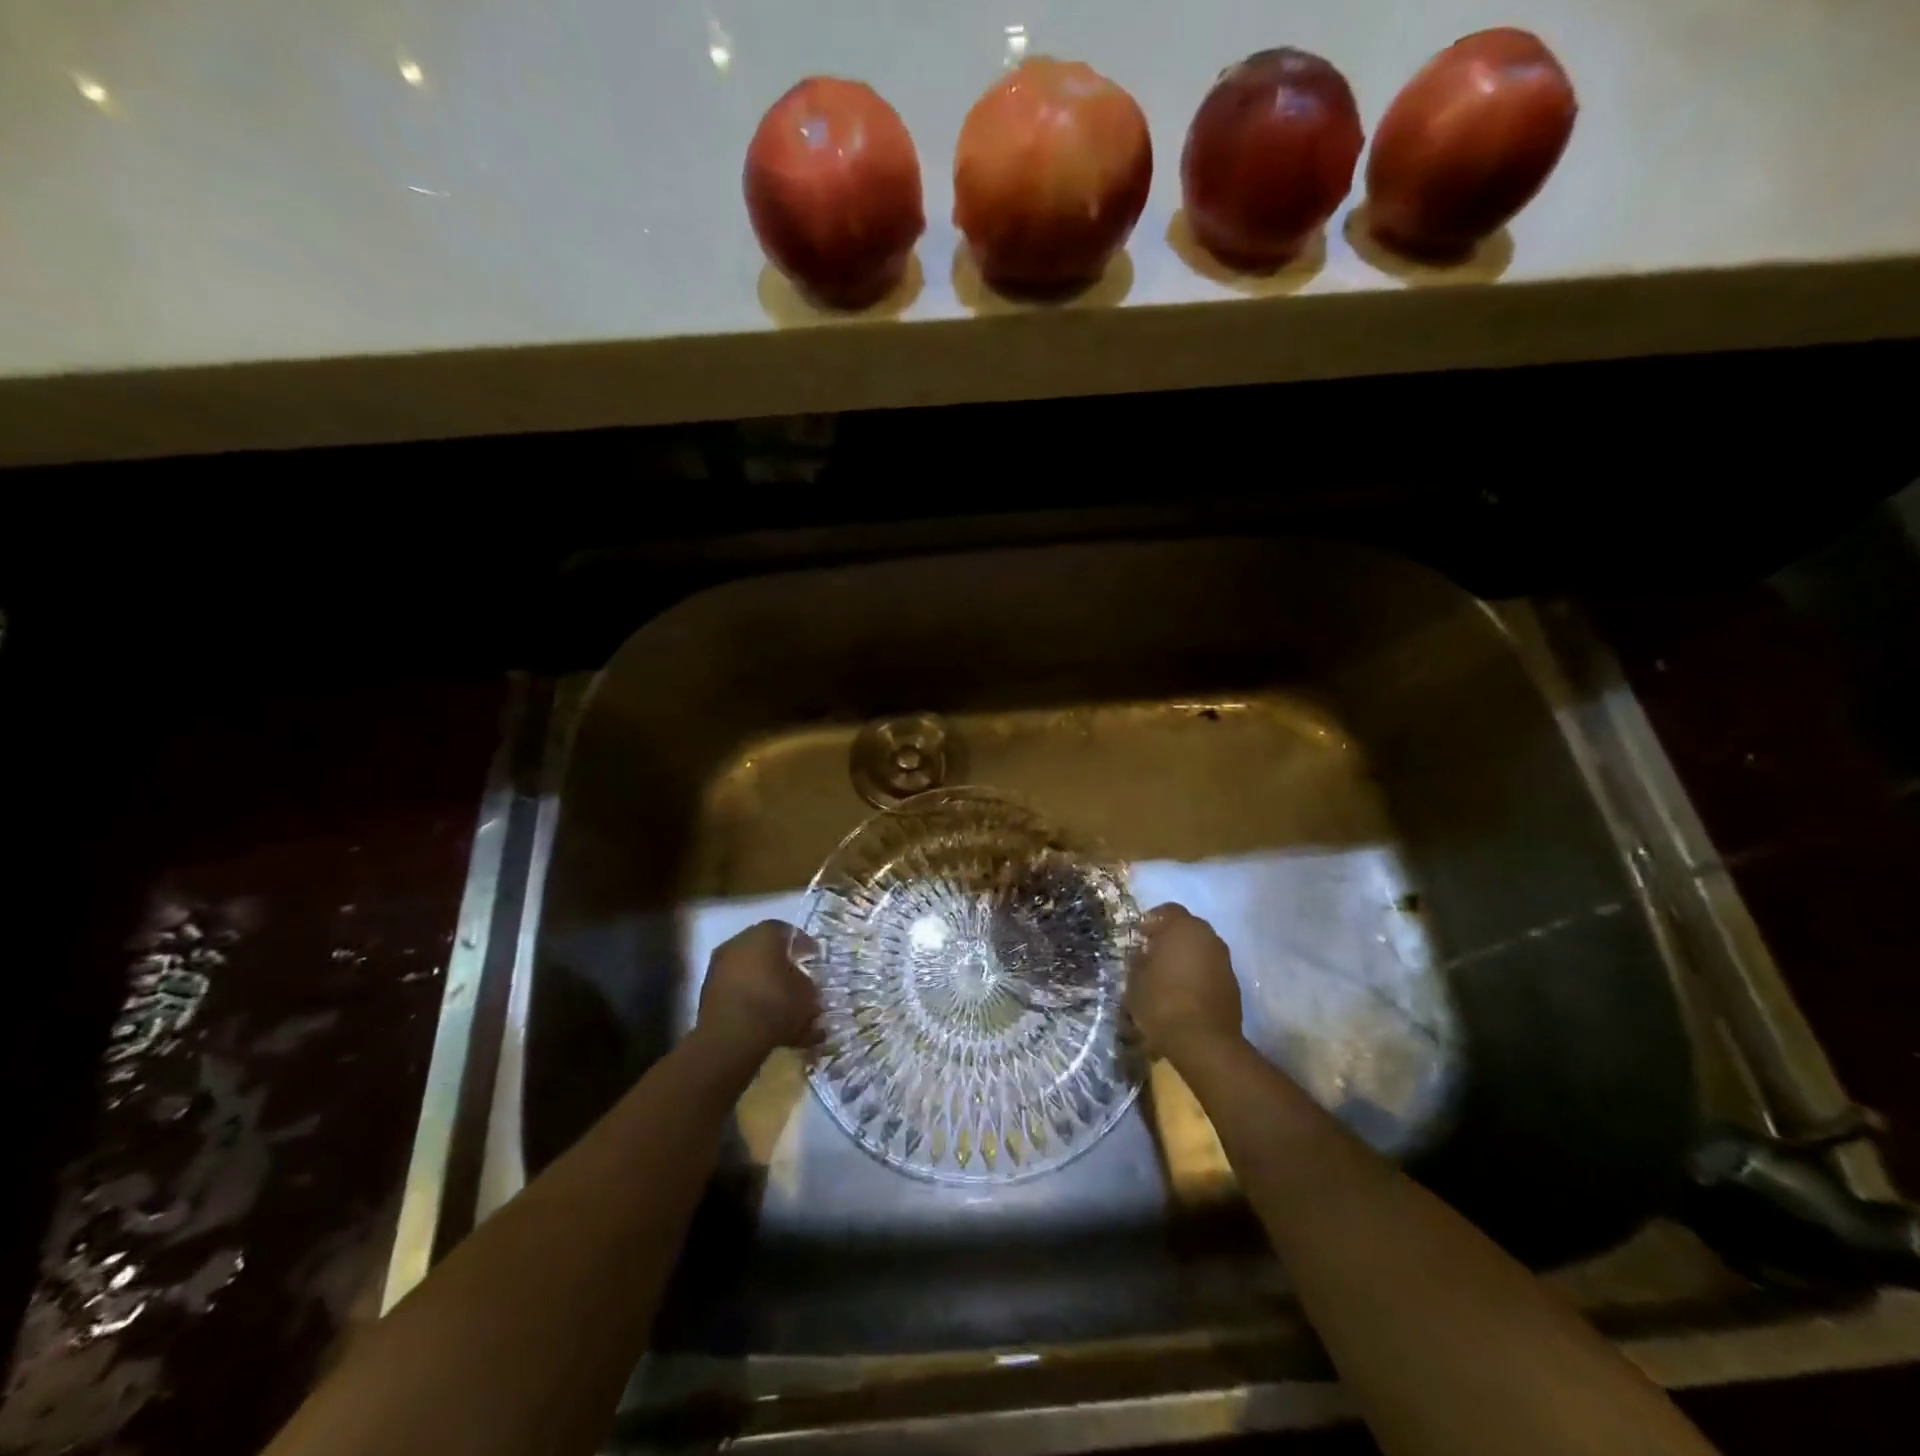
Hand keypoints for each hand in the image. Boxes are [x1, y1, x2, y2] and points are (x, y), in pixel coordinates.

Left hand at [696, 920, 819, 1062]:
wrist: (731, 1038)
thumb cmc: (775, 1004)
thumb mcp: (807, 994)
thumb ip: (807, 983)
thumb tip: (802, 982)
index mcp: (765, 933)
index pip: (790, 932)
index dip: (805, 946)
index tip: (814, 959)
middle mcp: (739, 942)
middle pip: (766, 949)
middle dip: (782, 964)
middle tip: (797, 979)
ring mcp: (719, 966)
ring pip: (749, 970)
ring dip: (764, 983)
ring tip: (781, 1002)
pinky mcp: (707, 992)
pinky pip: (736, 989)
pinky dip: (749, 998)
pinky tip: (763, 1015)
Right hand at [1126, 903, 1243, 1060]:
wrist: (1204, 1041)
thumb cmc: (1162, 1003)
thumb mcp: (1135, 981)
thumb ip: (1137, 962)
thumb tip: (1141, 955)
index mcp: (1182, 928)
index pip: (1167, 910)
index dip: (1152, 921)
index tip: (1140, 936)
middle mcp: (1207, 936)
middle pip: (1187, 927)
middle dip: (1171, 936)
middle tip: (1153, 953)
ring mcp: (1223, 959)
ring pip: (1201, 947)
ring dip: (1186, 954)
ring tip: (1169, 973)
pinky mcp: (1233, 982)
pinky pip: (1211, 967)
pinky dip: (1199, 972)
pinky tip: (1185, 990)